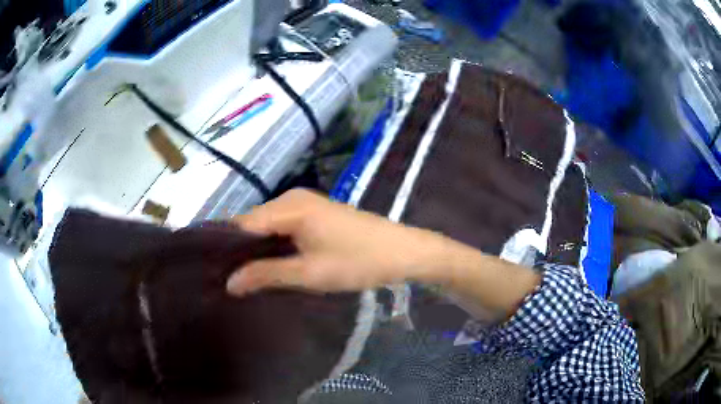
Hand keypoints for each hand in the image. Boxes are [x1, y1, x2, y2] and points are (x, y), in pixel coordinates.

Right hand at [226, 189, 446, 295]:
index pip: (241, 224)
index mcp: (288, 206)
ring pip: (267, 227)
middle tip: (225, 281)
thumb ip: (266, 274)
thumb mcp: (309, 272)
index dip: (225, 248)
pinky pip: (282, 228)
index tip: (211, 273)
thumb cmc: (358, 261)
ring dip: (256, 250)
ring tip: (241, 277)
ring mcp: (304, 204)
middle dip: (239, 251)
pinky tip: (267, 266)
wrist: (403, 252)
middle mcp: (291, 198)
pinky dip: (273, 246)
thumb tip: (228, 283)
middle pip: (252, 224)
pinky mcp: (314, 214)